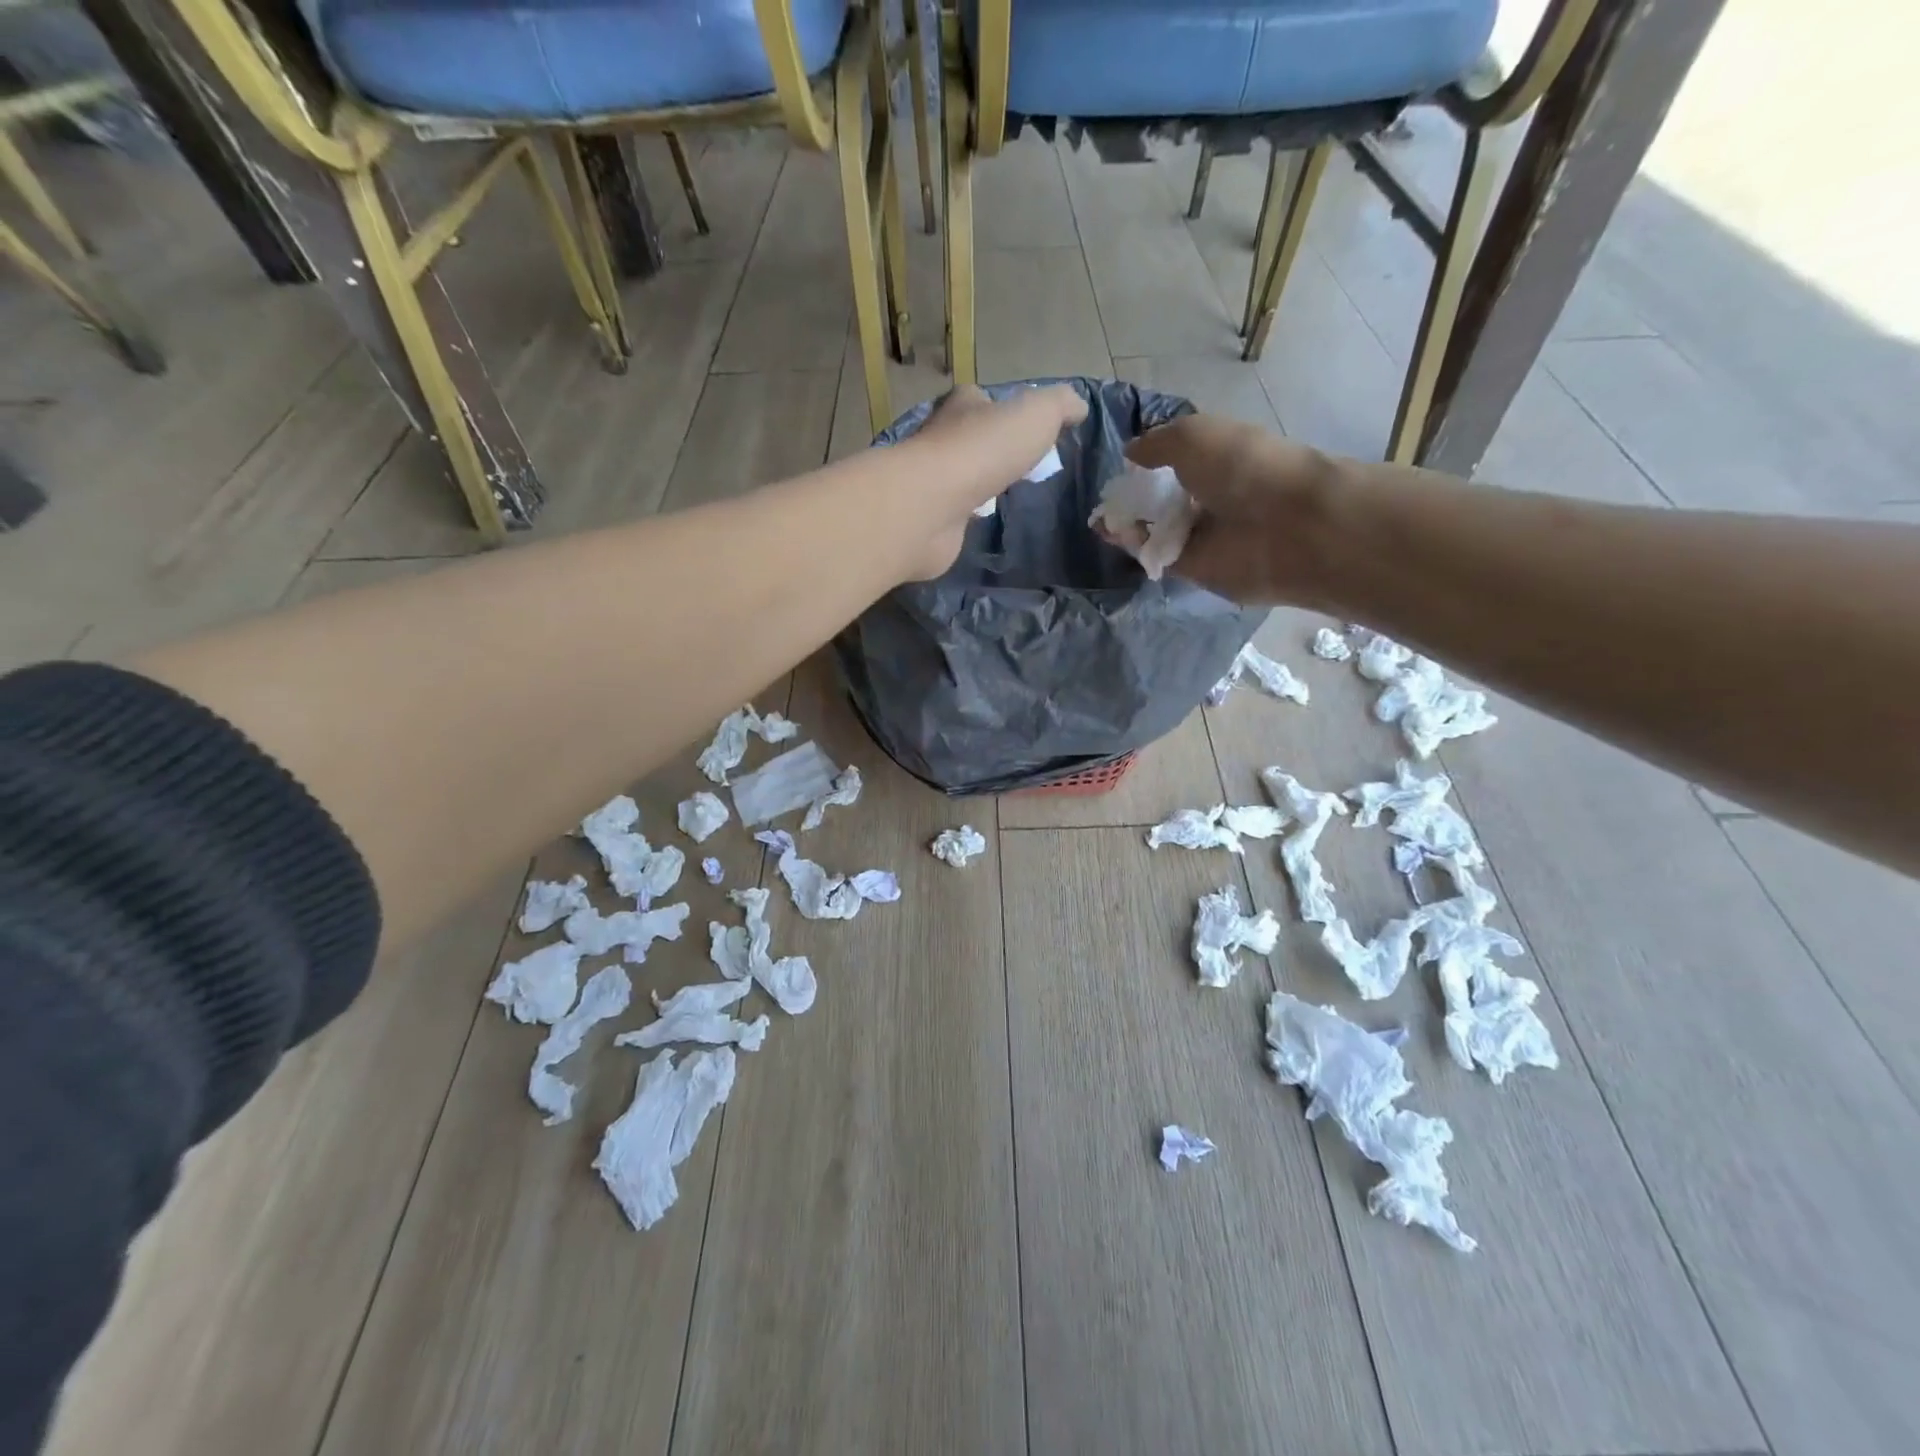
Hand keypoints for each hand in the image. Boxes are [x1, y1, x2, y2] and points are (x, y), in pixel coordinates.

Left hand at [901, 383, 1087, 578]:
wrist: (930, 507)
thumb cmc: (983, 452)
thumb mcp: (1035, 415)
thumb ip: (1060, 406)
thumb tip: (1078, 407)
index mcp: (962, 408)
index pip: (979, 399)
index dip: (1001, 410)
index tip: (1024, 428)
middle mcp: (940, 440)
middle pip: (969, 440)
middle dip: (990, 452)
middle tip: (1019, 469)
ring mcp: (932, 483)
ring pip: (959, 478)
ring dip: (977, 487)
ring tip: (1003, 498)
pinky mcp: (929, 520)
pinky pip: (953, 515)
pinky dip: (966, 518)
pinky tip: (981, 525)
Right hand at [1126, 413, 1341, 604]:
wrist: (1285, 526)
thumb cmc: (1244, 467)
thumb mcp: (1193, 435)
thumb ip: (1156, 443)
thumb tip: (1130, 454)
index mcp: (1218, 457)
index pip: (1175, 460)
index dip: (1146, 462)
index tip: (1119, 466)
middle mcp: (1209, 495)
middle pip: (1161, 497)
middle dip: (1132, 497)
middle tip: (1105, 498)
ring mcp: (1202, 534)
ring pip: (1154, 528)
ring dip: (1127, 523)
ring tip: (1101, 518)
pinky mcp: (1194, 568)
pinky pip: (1156, 556)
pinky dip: (1134, 547)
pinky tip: (1113, 535)